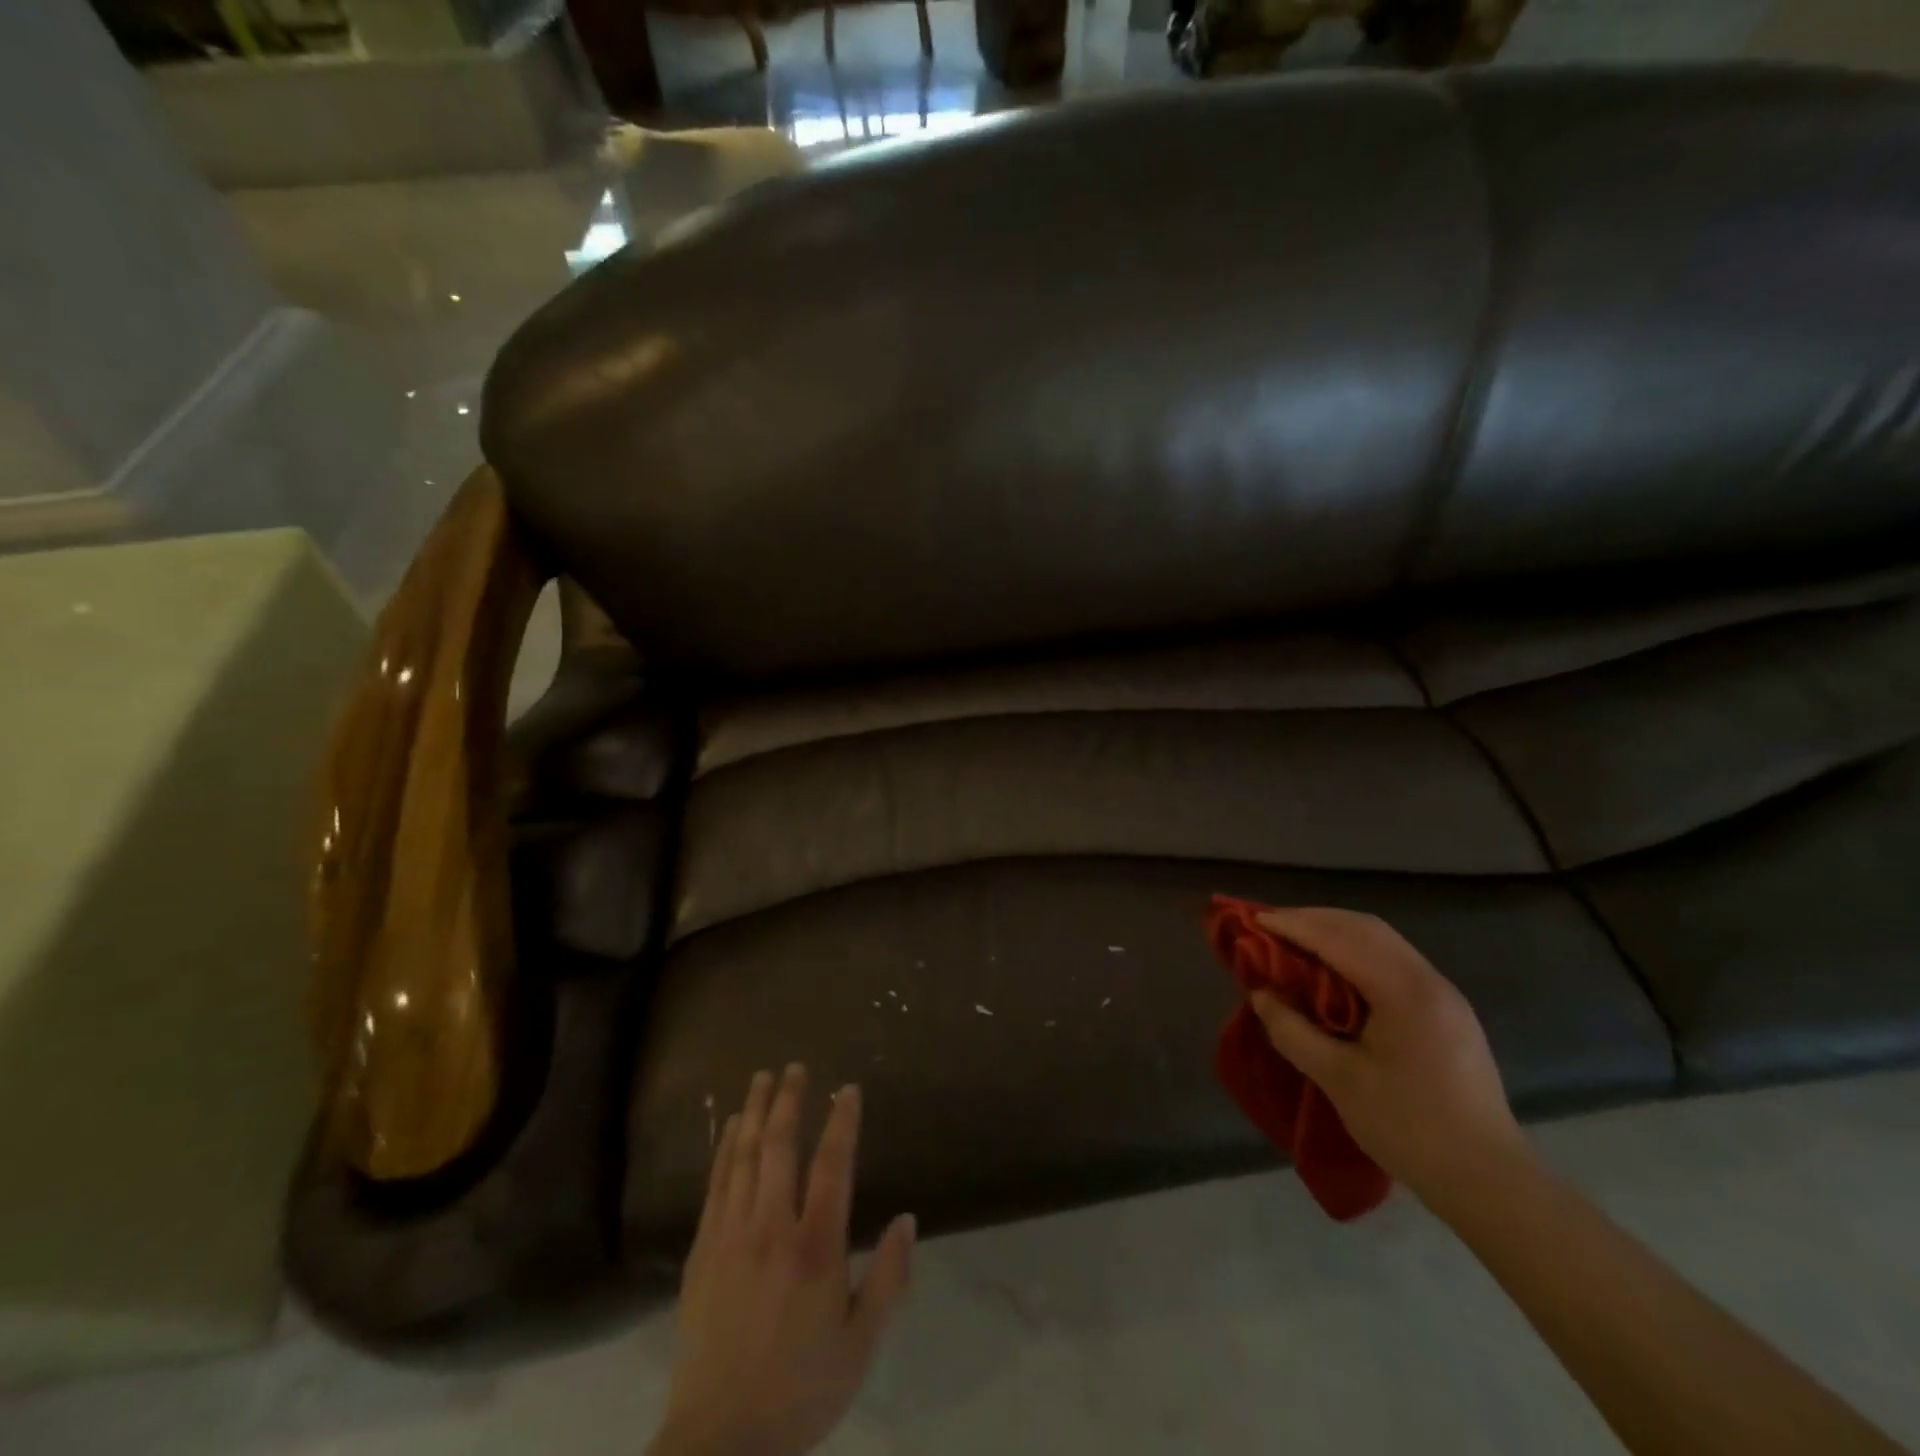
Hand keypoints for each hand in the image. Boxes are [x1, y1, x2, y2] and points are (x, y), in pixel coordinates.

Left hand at [653, 1066, 915, 1455]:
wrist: (718, 1441)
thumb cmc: (799, 1390)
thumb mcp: (860, 1345)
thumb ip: (888, 1279)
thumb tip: (908, 1219)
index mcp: (815, 1248)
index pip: (833, 1166)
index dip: (842, 1122)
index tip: (848, 1089)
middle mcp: (772, 1229)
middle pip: (779, 1148)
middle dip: (790, 1101)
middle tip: (795, 1066)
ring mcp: (732, 1236)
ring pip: (743, 1157)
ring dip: (755, 1112)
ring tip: (762, 1078)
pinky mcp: (703, 1252)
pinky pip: (716, 1184)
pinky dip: (725, 1149)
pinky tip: (731, 1128)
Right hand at [1246, 908, 1528, 1210]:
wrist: (1490, 1182)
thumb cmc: (1409, 1128)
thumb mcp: (1339, 1081)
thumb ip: (1293, 1031)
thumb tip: (1260, 995)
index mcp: (1405, 992)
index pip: (1339, 939)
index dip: (1294, 926)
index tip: (1255, 920)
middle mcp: (1429, 980)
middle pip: (1365, 928)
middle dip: (1314, 919)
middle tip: (1271, 925)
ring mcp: (1444, 995)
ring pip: (1383, 941)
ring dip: (1336, 932)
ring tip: (1296, 940)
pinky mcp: (1448, 1012)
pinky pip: (1395, 961)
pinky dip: (1357, 951)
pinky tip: (1335, 969)